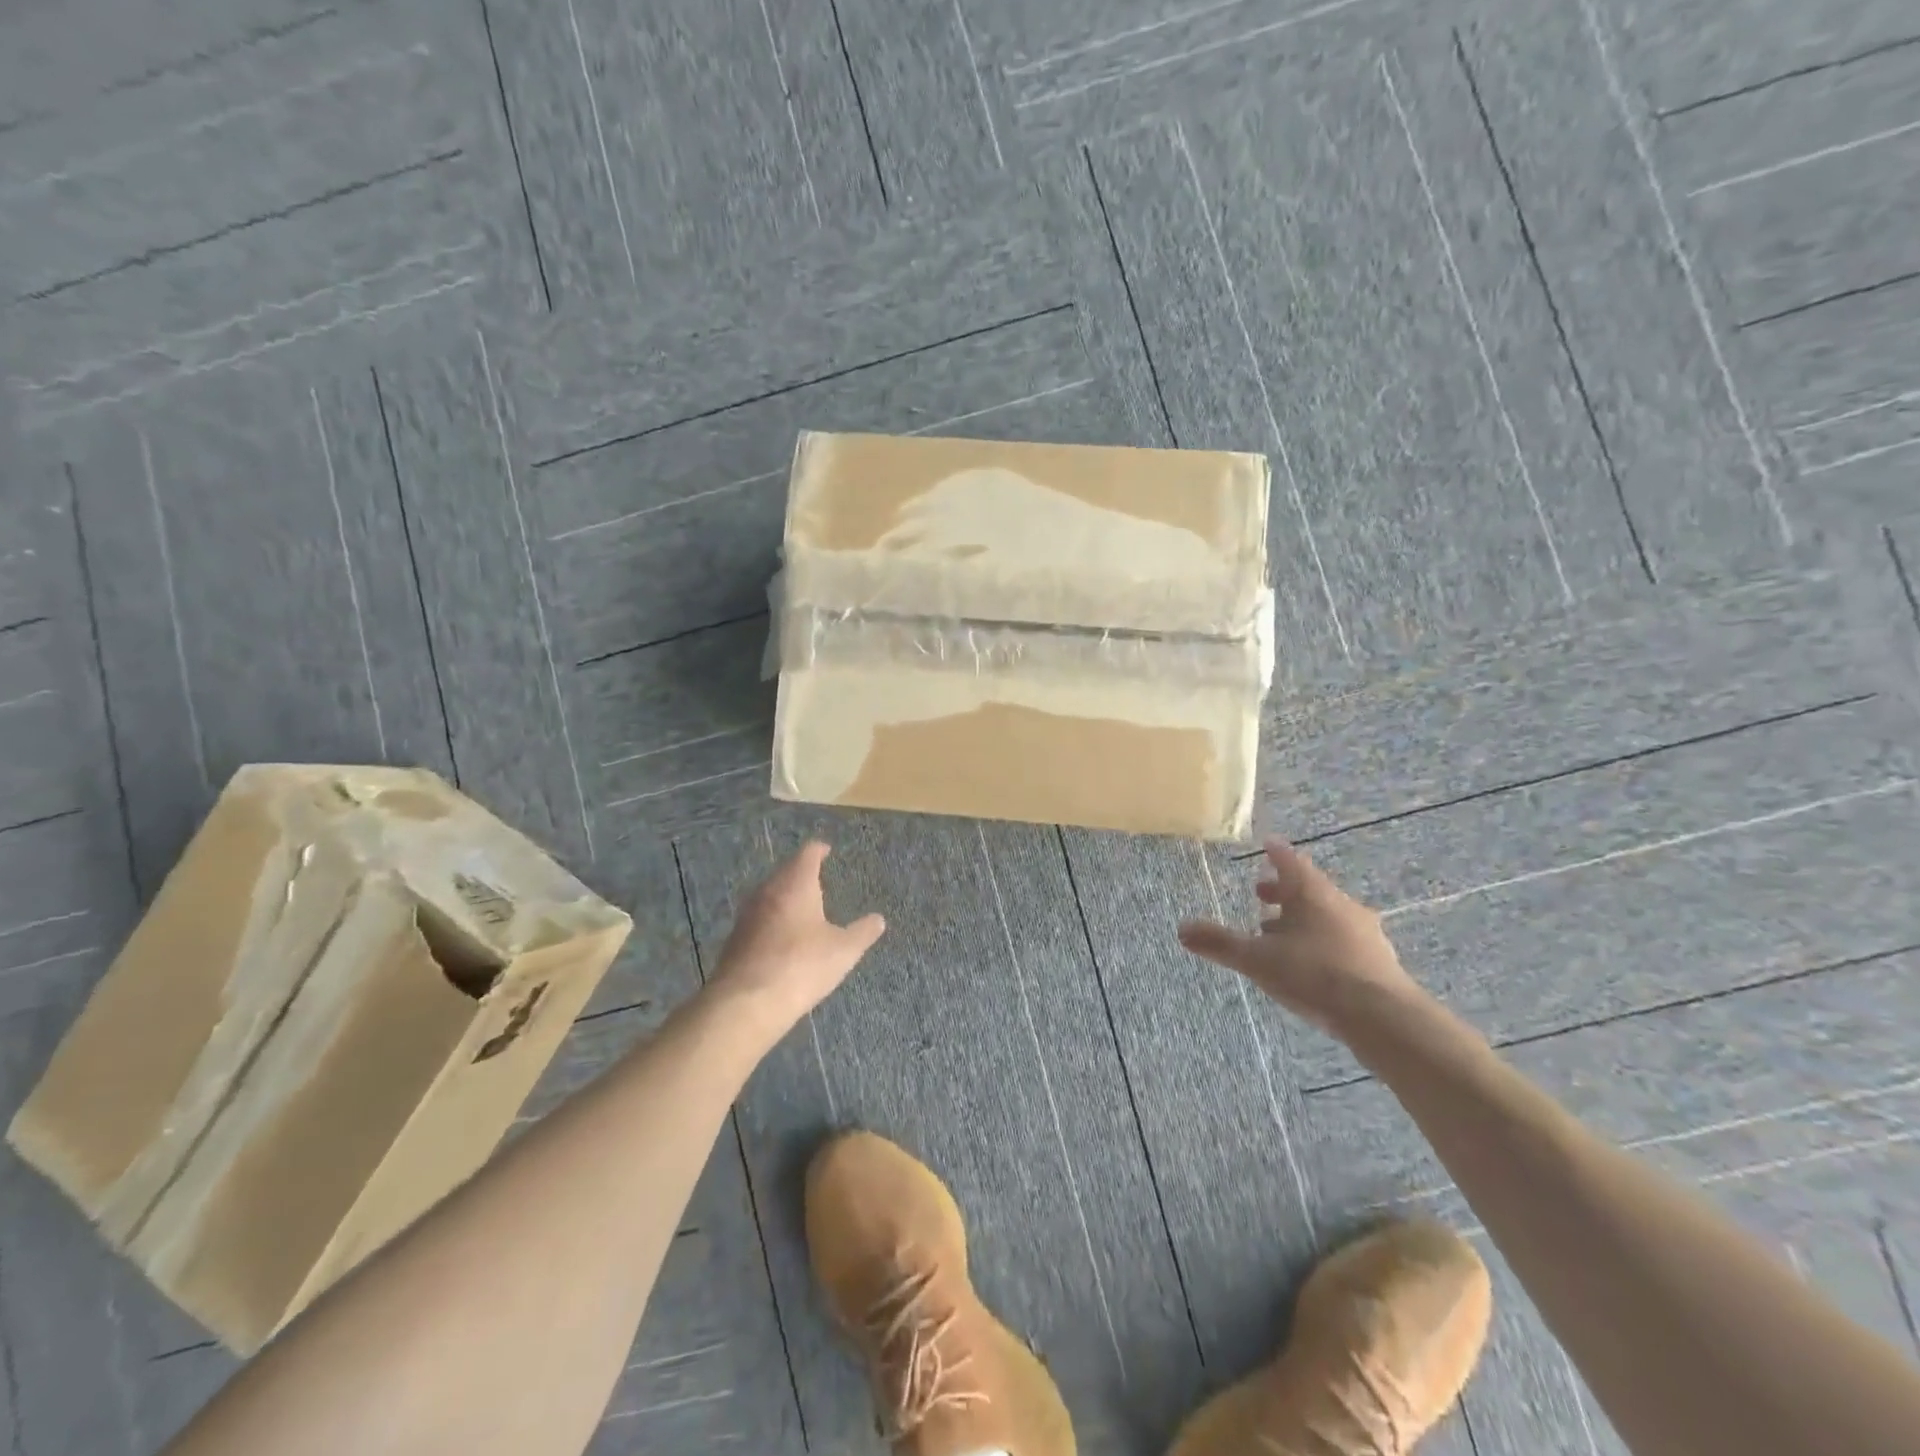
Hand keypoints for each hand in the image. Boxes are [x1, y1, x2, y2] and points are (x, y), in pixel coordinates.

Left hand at [711, 841, 884, 1032]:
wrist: (746, 1002)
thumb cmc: (801, 965)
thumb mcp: (843, 951)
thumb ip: (862, 932)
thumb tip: (879, 919)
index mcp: (795, 883)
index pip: (807, 853)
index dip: (819, 850)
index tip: (827, 850)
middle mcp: (768, 890)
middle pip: (785, 871)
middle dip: (801, 873)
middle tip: (818, 880)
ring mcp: (747, 914)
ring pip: (769, 894)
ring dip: (785, 897)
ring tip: (803, 907)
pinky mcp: (735, 938)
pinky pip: (759, 918)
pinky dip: (773, 919)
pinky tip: (783, 937)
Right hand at [1178, 839, 1427, 1036]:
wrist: (1383, 1017)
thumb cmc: (1314, 974)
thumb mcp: (1257, 959)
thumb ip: (1220, 943)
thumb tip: (1181, 928)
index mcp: (1311, 893)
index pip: (1290, 861)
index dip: (1275, 853)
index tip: (1266, 845)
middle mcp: (1340, 904)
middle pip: (1309, 888)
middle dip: (1283, 891)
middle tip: (1261, 896)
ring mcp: (1364, 932)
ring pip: (1327, 915)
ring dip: (1302, 919)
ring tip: (1279, 934)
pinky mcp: (1378, 960)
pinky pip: (1343, 940)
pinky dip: (1322, 941)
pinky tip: (1311, 964)